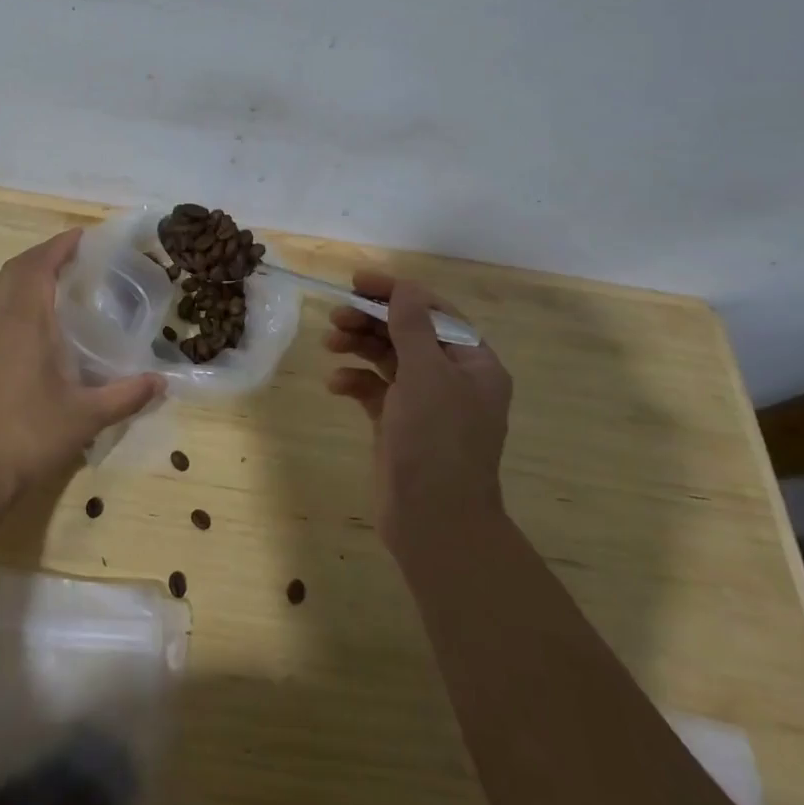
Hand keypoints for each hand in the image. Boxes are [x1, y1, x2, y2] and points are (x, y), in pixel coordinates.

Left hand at [0, 227, 163, 506]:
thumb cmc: (30, 435)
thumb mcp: (86, 416)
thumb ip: (126, 395)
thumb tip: (162, 381)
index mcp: (24, 323)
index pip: (37, 266)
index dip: (59, 246)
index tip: (83, 235)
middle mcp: (0, 322)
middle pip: (16, 269)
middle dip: (44, 254)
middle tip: (76, 254)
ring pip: (4, 288)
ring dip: (29, 273)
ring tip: (62, 278)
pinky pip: (0, 308)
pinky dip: (21, 295)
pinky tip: (43, 319)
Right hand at [324, 271, 513, 552]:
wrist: (434, 521)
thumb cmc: (437, 441)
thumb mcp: (426, 375)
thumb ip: (411, 327)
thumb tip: (404, 288)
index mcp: (473, 364)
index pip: (434, 312)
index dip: (397, 293)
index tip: (358, 282)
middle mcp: (452, 379)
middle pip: (408, 333)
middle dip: (372, 320)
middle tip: (337, 315)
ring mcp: (425, 403)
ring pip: (388, 359)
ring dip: (359, 346)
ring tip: (330, 343)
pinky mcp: (399, 424)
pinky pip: (375, 390)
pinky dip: (355, 382)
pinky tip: (336, 385)